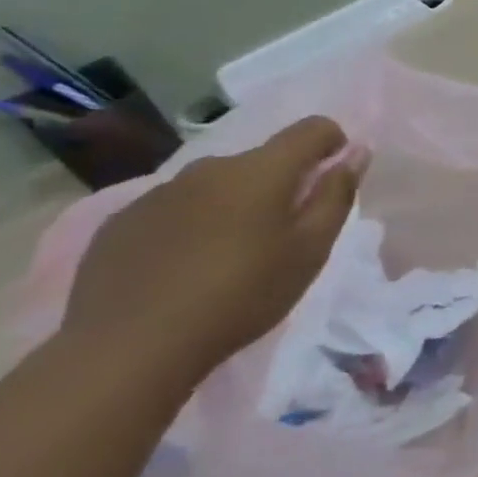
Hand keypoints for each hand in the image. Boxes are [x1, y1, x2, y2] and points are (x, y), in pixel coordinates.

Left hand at [61, 117, 365, 378]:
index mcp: (260, 171)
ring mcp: (158, 193)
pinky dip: (194, 225)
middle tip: (284, 235)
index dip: (333, 144)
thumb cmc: (242, 294)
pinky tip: (186, 268)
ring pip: (217, 185)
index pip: (311, 129)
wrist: (130, 347)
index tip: (333, 179)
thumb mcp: (310, 250)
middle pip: (262, 160)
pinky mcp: (121, 222)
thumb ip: (336, 195)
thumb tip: (356, 153)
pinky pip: (175, 209)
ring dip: (236, 205)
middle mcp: (209, 168)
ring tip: (232, 255)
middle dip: (282, 184)